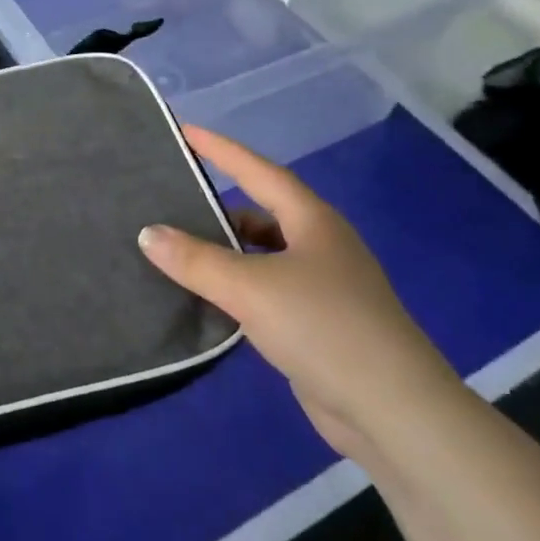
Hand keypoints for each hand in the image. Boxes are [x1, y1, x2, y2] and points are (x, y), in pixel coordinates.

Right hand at [138, 126, 467, 464]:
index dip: (221, 150)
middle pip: (261, 212)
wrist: (391, 409)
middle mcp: (320, 245)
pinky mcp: (317, 323)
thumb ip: (196, 260)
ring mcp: (323, 286)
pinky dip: (236, 287)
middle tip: (170, 200)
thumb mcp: (251, 287)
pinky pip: (265, 290)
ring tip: (177, 250)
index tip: (185, 131)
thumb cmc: (322, 327)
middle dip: (218, 206)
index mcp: (313, 222)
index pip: (259, 171)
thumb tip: (148, 233)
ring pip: (263, 254)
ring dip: (225, 252)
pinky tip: (207, 299)